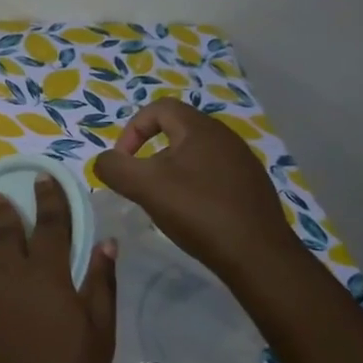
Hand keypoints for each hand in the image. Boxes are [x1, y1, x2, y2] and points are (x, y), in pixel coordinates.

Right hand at [92, 100, 296, 277]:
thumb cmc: (198, 211)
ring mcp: (242, 162)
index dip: (131, 130)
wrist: (257, 254)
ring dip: (170, 172)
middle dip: (149, 153)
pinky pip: (212, 175)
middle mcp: (225, 137)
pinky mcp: (251, 186)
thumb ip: (114, 168)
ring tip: (162, 201)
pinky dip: (193, 187)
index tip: (123, 162)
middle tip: (140, 183)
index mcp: (200, 128)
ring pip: (194, 155)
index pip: (157, 109)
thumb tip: (104, 162)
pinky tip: (191, 214)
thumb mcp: (144, 187)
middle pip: (176, 131)